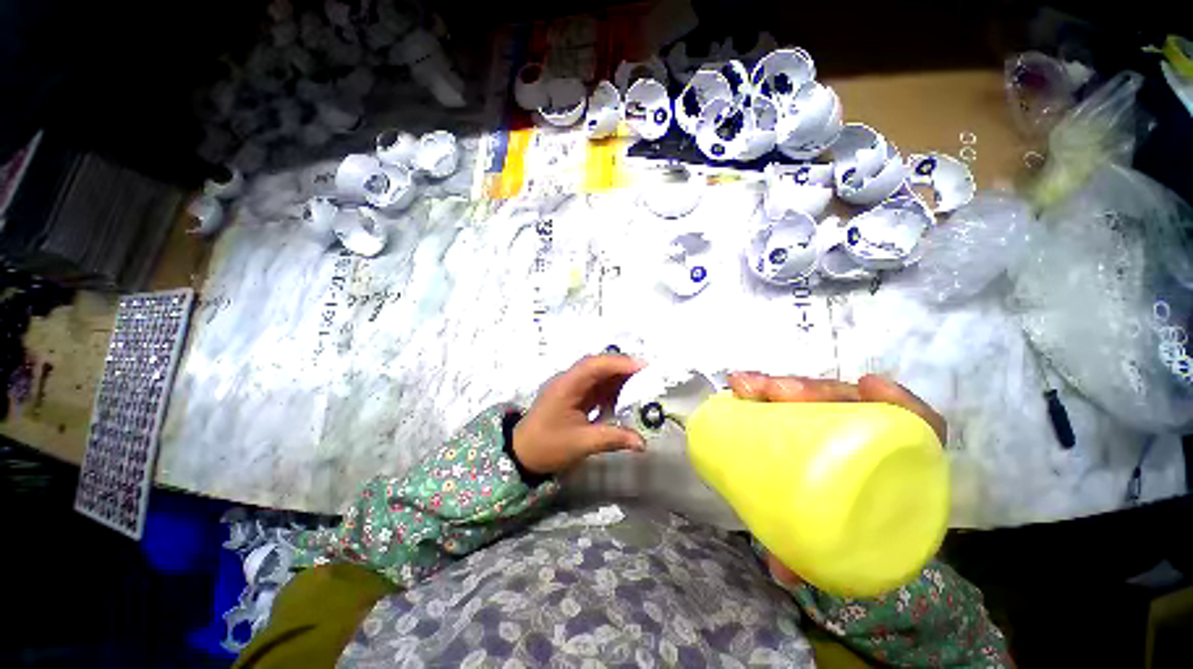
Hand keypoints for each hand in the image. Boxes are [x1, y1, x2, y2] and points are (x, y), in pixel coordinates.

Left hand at [512, 355, 646, 474]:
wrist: (520, 454)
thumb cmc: (547, 446)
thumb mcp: (581, 443)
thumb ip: (612, 439)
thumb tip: (642, 443)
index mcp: (566, 385)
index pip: (594, 365)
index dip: (618, 363)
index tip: (642, 366)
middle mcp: (568, 380)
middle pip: (597, 365)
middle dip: (622, 367)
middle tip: (647, 374)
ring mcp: (570, 387)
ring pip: (597, 374)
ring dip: (617, 377)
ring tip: (640, 384)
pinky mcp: (572, 395)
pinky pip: (594, 386)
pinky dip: (610, 389)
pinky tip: (623, 396)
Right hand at [726, 372, 947, 587]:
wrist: (847, 533)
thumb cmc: (852, 535)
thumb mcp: (839, 549)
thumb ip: (817, 559)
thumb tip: (782, 572)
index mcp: (899, 468)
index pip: (916, 425)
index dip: (898, 400)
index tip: (866, 386)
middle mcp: (872, 439)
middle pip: (852, 402)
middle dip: (812, 390)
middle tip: (773, 392)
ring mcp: (840, 427)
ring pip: (818, 397)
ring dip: (783, 385)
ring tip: (748, 385)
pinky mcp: (815, 424)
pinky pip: (797, 399)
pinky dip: (775, 388)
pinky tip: (747, 382)